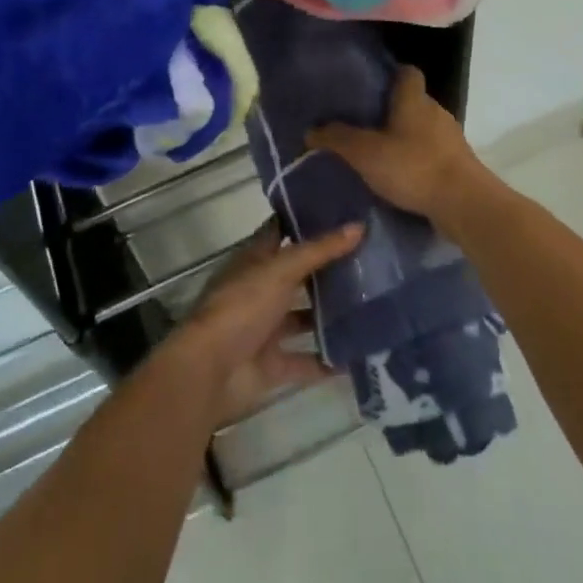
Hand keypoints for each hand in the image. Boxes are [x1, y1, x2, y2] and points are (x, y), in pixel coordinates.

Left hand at [167, 221, 363, 427]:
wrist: (210, 371)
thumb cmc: (241, 307)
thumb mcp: (281, 271)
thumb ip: (319, 251)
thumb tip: (359, 225)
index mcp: (254, 260)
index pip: (281, 230)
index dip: (306, 220)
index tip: (342, 211)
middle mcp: (260, 290)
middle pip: (297, 274)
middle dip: (328, 269)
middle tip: (371, 257)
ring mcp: (265, 328)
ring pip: (304, 317)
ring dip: (331, 314)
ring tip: (373, 303)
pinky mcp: (273, 364)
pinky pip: (307, 360)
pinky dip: (329, 359)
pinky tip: (361, 352)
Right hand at [306, 66, 484, 218]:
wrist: (465, 204)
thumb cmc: (413, 167)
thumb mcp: (365, 153)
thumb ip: (337, 139)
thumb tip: (311, 130)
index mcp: (414, 99)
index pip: (407, 72)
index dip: (390, 75)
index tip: (368, 87)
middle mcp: (435, 111)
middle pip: (412, 101)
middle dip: (390, 110)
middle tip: (363, 123)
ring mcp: (450, 138)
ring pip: (422, 128)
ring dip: (404, 137)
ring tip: (377, 152)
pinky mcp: (458, 163)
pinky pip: (431, 153)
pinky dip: (416, 159)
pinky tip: (399, 176)